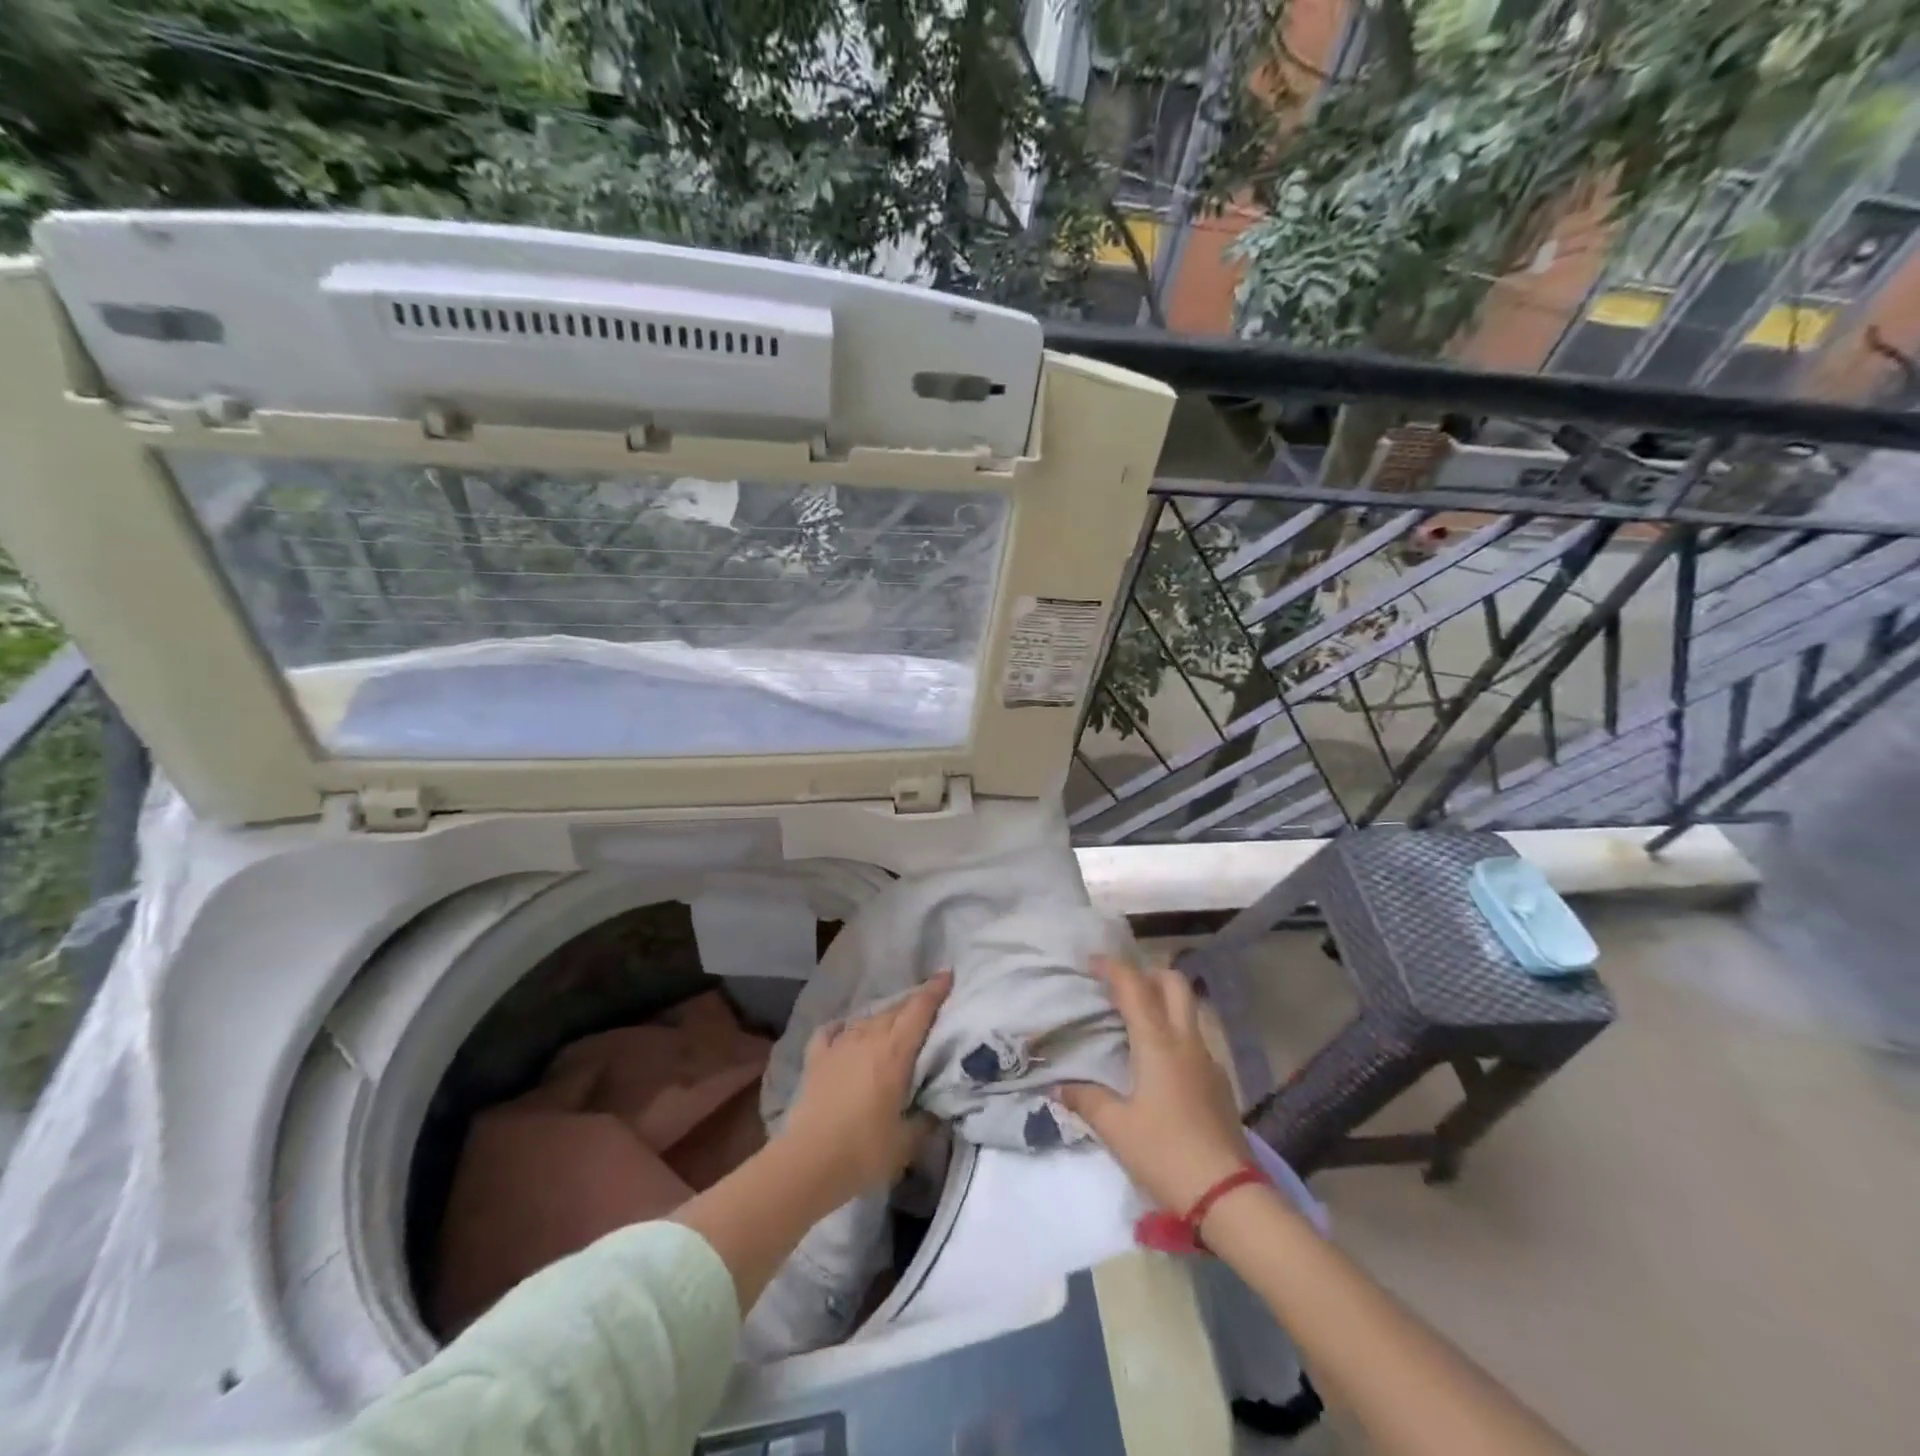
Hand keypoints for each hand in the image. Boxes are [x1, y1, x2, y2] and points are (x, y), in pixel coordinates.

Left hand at [778, 971, 951, 1206]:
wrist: (808, 1162)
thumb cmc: (864, 1151)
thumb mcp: (907, 1141)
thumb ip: (926, 1119)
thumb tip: (937, 1108)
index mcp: (895, 1052)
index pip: (919, 1010)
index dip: (935, 990)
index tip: (947, 974)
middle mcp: (868, 1038)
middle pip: (894, 1010)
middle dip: (913, 1004)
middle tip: (927, 1006)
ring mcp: (839, 1046)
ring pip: (866, 1019)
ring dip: (882, 1018)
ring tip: (892, 1023)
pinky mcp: (816, 1059)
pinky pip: (831, 1032)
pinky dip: (841, 1028)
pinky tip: (843, 1030)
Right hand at [1058, 957, 1248, 1213]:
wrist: (1228, 1195)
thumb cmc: (1165, 1154)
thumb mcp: (1116, 1128)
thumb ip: (1086, 1099)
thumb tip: (1060, 1086)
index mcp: (1158, 1042)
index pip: (1134, 986)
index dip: (1112, 967)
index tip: (1090, 963)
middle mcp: (1186, 1041)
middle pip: (1174, 983)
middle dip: (1147, 973)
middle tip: (1121, 987)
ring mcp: (1208, 1060)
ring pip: (1189, 1010)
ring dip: (1164, 1002)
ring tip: (1136, 1022)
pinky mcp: (1219, 1083)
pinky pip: (1194, 1040)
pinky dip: (1174, 1033)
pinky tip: (1158, 1063)